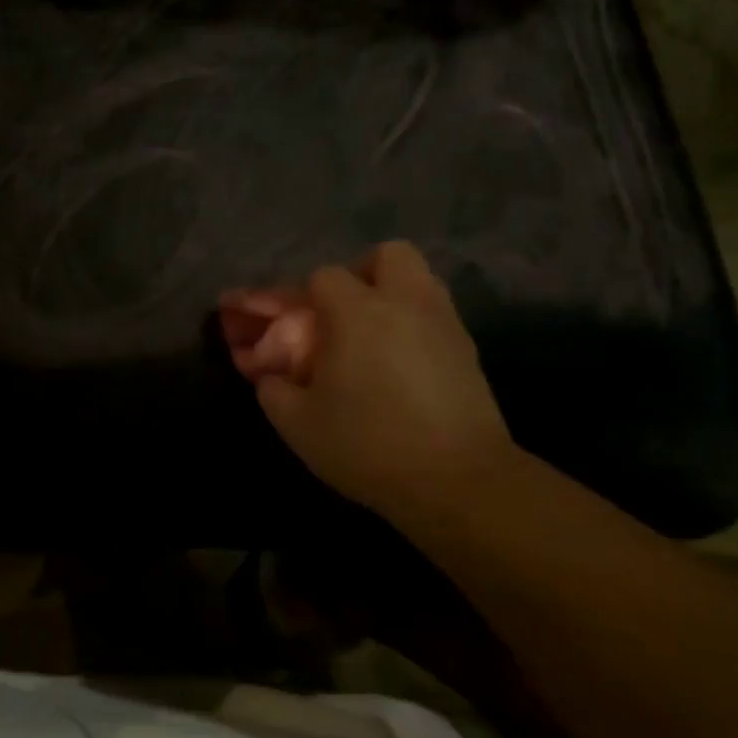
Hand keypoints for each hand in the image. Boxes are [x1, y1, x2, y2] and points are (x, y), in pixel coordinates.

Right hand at [224, 244, 517, 527]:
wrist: (457, 482)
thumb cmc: (367, 445)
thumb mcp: (297, 422)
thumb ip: (272, 387)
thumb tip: (269, 373)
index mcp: (358, 312)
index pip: (321, 277)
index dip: (296, 297)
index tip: (280, 324)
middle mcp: (406, 304)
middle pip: (389, 255)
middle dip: (360, 274)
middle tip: (339, 314)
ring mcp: (444, 325)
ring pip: (419, 281)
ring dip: (390, 297)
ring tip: (366, 338)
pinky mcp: (468, 352)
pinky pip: (434, 316)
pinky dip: (411, 325)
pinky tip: (394, 363)